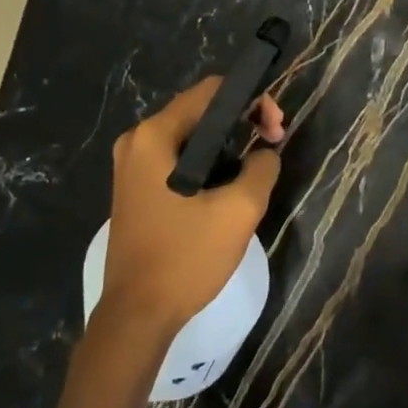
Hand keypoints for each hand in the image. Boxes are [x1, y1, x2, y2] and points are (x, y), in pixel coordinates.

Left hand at [101, 78, 285, 337]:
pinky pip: (177, 159)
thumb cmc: (185, 258)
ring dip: (227, 144)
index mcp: (154, 136)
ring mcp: (132, 165)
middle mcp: (137, 141)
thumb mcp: (238, 212)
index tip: (276, 130)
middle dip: (241, 121)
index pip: (211, 91)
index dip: (252, 100)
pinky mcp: (136, 188)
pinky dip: (207, 163)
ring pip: (190, 136)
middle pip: (200, 111)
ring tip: (256, 168)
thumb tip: (265, 154)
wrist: (137, 315)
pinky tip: (228, 186)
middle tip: (272, 146)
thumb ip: (261, 169)